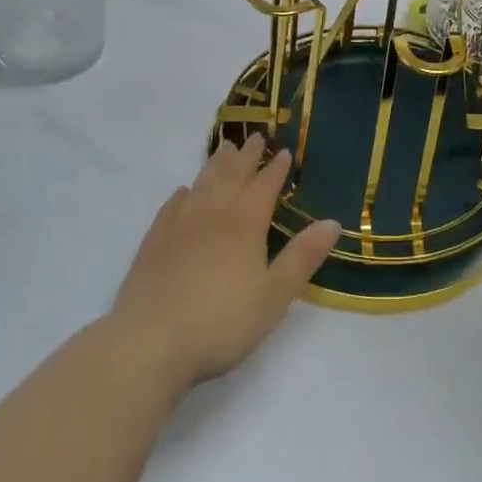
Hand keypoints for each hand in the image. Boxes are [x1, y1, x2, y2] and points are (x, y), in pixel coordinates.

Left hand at [106, 137, 337, 394]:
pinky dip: (182, 194)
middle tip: (256, 137)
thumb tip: (333, 221)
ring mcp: (180, 225)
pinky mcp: (153, 243)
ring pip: (202, 184)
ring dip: (216, 164)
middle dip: (247, 157)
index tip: (285, 151)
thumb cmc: (220, 322)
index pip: (265, 186)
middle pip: (233, 176)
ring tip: (225, 149)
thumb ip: (302, 257)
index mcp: (245, 223)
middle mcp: (213, 214)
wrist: (148, 344)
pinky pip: (171, 207)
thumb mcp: (274, 296)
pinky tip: (183, 191)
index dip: (276, 169)